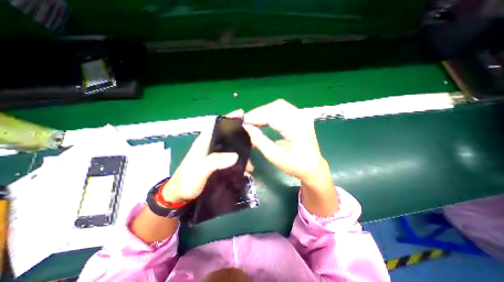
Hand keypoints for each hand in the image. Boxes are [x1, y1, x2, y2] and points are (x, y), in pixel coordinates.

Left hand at [160, 111, 245, 202]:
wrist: (181, 195)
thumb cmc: (187, 180)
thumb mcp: (199, 170)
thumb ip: (215, 162)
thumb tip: (235, 156)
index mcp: (204, 141)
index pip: (216, 123)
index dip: (228, 117)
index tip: (242, 114)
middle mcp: (210, 145)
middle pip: (227, 133)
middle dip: (240, 132)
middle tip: (254, 135)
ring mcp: (215, 154)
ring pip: (231, 145)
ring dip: (242, 148)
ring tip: (253, 153)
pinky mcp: (218, 162)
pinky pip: (232, 156)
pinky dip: (240, 159)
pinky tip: (248, 166)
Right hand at [243, 99, 330, 186]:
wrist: (314, 167)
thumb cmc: (296, 166)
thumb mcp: (275, 157)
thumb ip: (260, 141)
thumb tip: (246, 128)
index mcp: (297, 129)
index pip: (273, 115)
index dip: (256, 117)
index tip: (242, 122)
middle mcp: (301, 117)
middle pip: (276, 106)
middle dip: (258, 112)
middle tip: (246, 121)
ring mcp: (302, 115)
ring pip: (278, 105)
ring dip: (264, 111)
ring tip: (253, 120)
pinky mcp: (300, 116)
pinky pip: (282, 109)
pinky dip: (270, 112)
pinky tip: (263, 119)